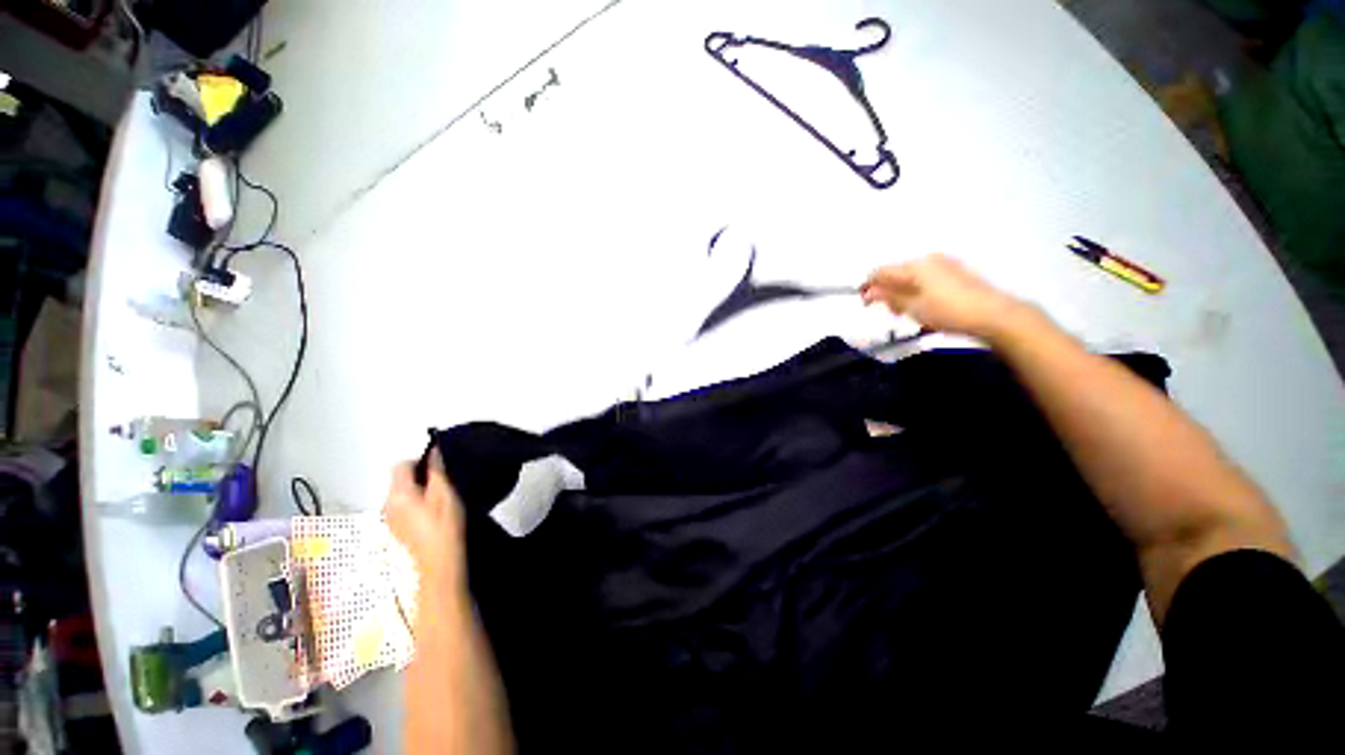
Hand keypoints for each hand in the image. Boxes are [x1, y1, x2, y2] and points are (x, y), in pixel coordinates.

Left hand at [386, 451, 466, 599]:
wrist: (438, 563)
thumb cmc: (443, 528)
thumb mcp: (445, 494)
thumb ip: (437, 471)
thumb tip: (433, 453)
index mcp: (398, 494)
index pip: (400, 464)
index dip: (419, 460)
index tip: (435, 465)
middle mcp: (388, 505)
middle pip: (399, 479)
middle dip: (418, 477)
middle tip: (441, 484)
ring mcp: (390, 519)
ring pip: (401, 494)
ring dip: (417, 492)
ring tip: (439, 500)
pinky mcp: (395, 529)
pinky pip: (402, 508)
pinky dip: (415, 506)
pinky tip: (431, 515)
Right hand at [860, 254, 1024, 339]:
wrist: (993, 315)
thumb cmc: (948, 312)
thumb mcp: (912, 308)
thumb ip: (888, 297)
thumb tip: (868, 291)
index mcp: (914, 266)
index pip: (881, 271)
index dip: (868, 286)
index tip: (865, 304)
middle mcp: (928, 259)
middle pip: (896, 273)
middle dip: (887, 292)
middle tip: (891, 313)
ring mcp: (945, 264)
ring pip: (912, 277)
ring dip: (903, 293)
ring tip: (908, 313)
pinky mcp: (956, 273)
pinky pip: (926, 279)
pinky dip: (918, 292)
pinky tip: (925, 308)